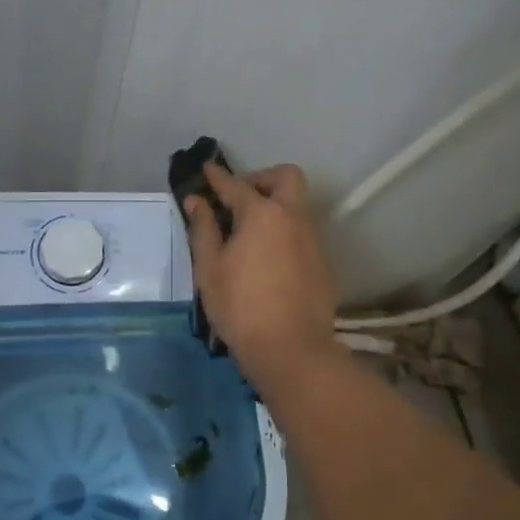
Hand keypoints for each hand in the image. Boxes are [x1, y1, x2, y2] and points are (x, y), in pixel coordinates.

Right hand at [183, 162, 340, 393]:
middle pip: (285, 177)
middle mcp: (293, 216)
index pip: (236, 184)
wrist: (291, 349)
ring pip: (297, 205)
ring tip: (250, 232)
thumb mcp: (210, 269)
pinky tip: (268, 258)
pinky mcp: (322, 261)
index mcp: (262, 213)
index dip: (217, 176)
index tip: (206, 170)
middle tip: (239, 199)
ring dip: (275, 205)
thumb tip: (197, 201)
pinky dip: (285, 231)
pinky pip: (303, 232)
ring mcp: (313, 238)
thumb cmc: (241, 307)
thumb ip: (204, 229)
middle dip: (262, 179)